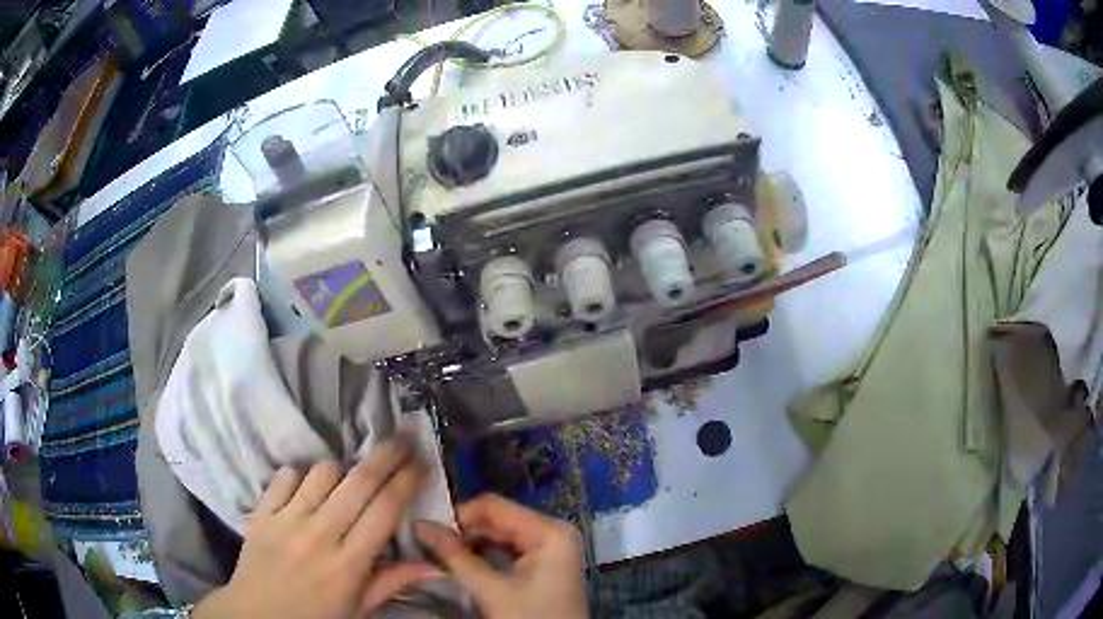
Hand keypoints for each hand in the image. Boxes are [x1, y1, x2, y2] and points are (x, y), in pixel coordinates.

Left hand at [193, 437, 440, 618]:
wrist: (257, 615)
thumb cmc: (316, 616)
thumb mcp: (359, 607)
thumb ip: (393, 581)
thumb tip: (436, 564)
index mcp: (348, 564)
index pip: (385, 511)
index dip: (407, 480)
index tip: (421, 461)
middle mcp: (319, 535)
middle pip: (358, 481)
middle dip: (386, 454)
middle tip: (403, 437)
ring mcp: (286, 519)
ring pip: (322, 471)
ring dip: (342, 470)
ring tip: (347, 481)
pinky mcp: (262, 512)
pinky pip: (286, 475)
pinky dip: (301, 476)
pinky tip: (307, 490)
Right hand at [415, 494, 586, 618]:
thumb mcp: (492, 590)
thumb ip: (455, 556)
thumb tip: (419, 525)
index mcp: (549, 531)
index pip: (494, 506)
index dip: (459, 515)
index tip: (427, 529)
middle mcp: (553, 532)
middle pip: (498, 520)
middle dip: (463, 531)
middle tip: (427, 542)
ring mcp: (550, 549)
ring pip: (501, 536)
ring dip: (471, 544)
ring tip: (440, 552)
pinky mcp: (544, 566)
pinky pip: (509, 551)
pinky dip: (485, 556)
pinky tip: (462, 563)